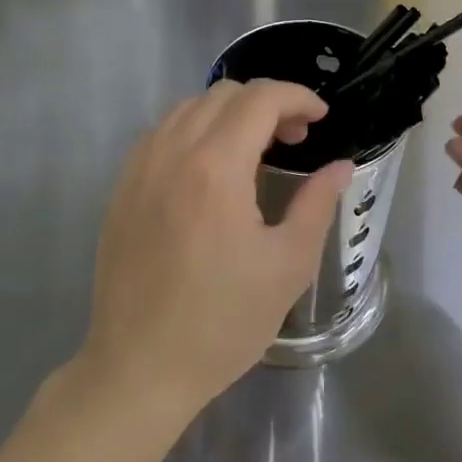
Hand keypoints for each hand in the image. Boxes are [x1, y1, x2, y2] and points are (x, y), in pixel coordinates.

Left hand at [80, 79, 352, 420]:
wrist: (140, 368)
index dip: (298, 97)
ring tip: (255, 150)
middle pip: (224, 94)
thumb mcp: (287, 265)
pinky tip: (211, 168)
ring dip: (230, 113)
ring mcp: (139, 168)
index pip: (260, 99)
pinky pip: (162, 133)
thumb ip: (317, 203)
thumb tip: (340, 166)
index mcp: (215, 168)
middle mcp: (172, 153)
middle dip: (268, 103)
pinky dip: (195, 130)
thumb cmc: (223, 322)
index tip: (321, 118)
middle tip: (295, 138)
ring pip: (188, 107)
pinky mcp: (121, 188)